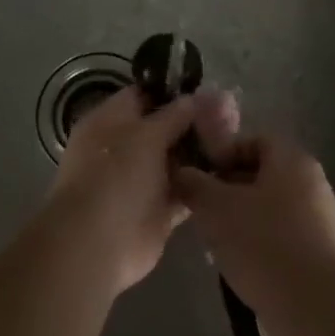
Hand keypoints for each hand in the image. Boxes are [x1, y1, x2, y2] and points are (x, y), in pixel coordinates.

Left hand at [48, 85, 236, 294]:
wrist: (98, 244)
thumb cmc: (116, 176)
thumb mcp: (147, 135)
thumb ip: (174, 115)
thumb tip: (194, 97)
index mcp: (109, 121)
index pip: (143, 96)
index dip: (173, 92)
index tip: (206, 91)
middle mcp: (124, 148)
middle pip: (164, 128)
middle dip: (194, 123)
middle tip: (232, 116)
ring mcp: (140, 180)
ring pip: (176, 159)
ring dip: (202, 152)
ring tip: (236, 140)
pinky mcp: (156, 210)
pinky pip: (184, 190)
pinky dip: (202, 183)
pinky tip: (229, 173)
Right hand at [173, 131, 334, 318]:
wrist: (310, 309)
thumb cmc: (262, 243)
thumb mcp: (215, 208)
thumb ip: (194, 184)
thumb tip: (181, 172)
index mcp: (293, 161)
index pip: (254, 141)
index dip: (222, 153)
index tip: (198, 174)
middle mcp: (311, 184)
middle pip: (261, 175)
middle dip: (227, 189)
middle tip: (199, 207)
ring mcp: (318, 221)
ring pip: (268, 208)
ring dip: (238, 218)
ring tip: (211, 239)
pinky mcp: (317, 254)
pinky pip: (279, 236)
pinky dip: (256, 243)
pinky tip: (234, 263)